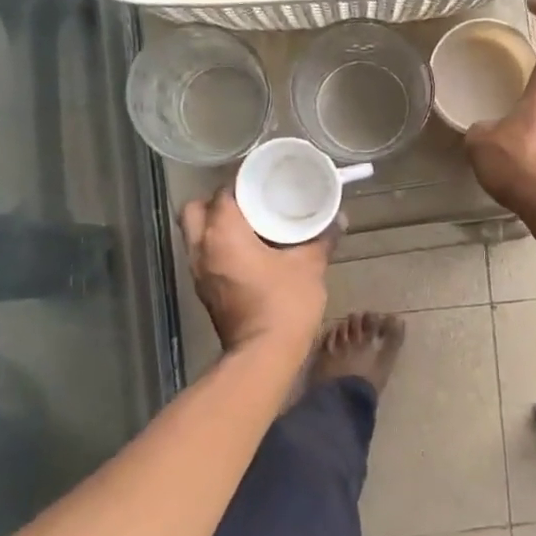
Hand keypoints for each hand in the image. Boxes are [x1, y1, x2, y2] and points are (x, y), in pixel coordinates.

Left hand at [182, 188, 329, 353]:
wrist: (264, 354)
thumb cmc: (285, 303)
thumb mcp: (310, 266)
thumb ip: (322, 238)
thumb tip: (340, 219)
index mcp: (223, 233)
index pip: (223, 192)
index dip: (242, 182)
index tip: (263, 180)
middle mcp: (202, 248)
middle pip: (195, 209)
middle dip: (217, 202)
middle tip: (248, 203)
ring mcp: (198, 272)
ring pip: (195, 234)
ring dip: (215, 226)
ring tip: (249, 225)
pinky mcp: (204, 291)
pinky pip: (204, 256)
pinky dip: (218, 247)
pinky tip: (247, 252)